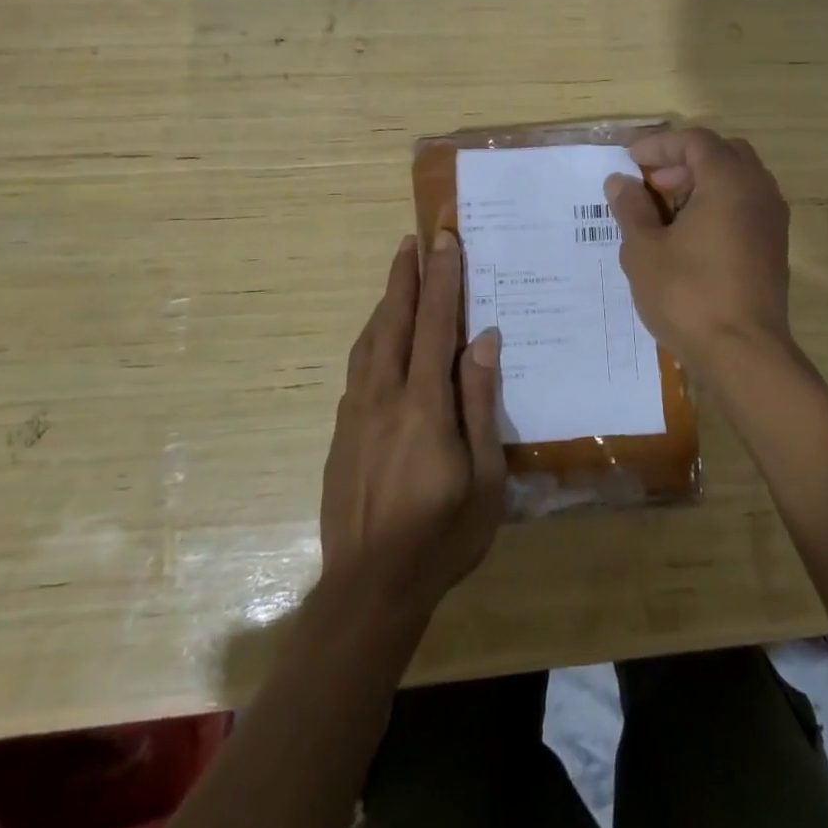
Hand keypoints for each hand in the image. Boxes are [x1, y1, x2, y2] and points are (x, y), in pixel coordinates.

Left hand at [320, 231, 505, 619]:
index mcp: (424, 405)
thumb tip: (485, 340)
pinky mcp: (341, 433)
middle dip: (406, 276)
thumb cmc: (442, 536)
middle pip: (394, 321)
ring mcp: (356, 414)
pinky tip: (380, 338)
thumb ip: (480, 403)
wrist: (368, 589)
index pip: (435, 325)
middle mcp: (384, 397)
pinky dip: (373, 338)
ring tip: (398, 274)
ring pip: (370, 342)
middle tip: (414, 238)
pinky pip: (358, 369)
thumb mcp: (485, 477)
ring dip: (386, 302)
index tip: (445, 238)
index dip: (442, 278)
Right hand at [604, 128, 792, 376]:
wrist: (743, 353)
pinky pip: (746, 207)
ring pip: (737, 181)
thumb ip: (631, 208)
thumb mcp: (644, 250)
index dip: (659, 145)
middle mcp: (758, 191)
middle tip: (651, 184)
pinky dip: (718, 206)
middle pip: (722, 154)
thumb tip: (620, 182)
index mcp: (729, 181)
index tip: (630, 161)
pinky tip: (690, 237)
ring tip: (666, 212)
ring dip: (702, 184)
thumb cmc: (688, 294)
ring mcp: (772, 220)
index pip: (695, 141)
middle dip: (683, 161)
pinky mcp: (774, 247)